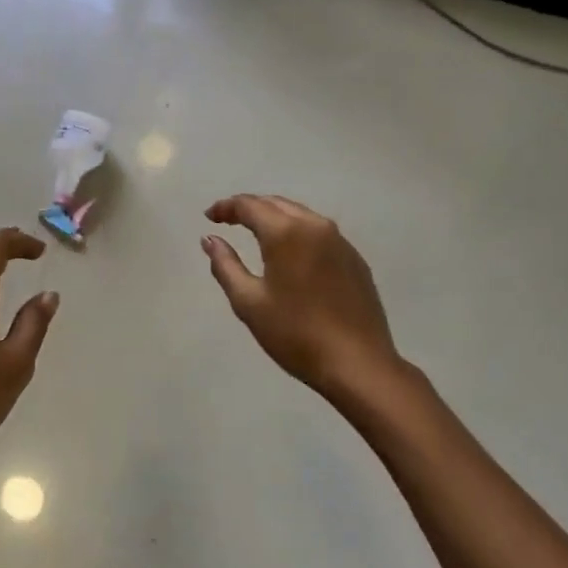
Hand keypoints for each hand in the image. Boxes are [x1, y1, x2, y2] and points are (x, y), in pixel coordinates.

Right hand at [202, 195, 400, 396]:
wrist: (358, 364)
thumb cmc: (295, 334)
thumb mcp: (249, 303)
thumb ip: (225, 266)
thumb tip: (210, 239)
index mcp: (285, 232)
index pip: (249, 205)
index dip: (226, 207)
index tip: (209, 216)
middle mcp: (314, 225)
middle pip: (276, 204)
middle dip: (250, 208)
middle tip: (228, 220)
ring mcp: (339, 241)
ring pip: (300, 215)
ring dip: (275, 217)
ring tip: (256, 232)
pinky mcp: (354, 258)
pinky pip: (319, 232)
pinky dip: (297, 232)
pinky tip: (291, 253)